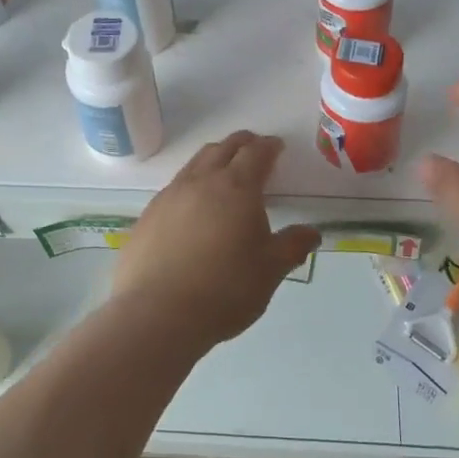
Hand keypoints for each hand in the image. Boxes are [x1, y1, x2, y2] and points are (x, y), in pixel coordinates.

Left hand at [113, 132, 320, 344]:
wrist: (158, 313)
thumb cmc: (225, 289)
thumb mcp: (270, 271)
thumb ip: (292, 246)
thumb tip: (311, 233)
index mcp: (237, 188)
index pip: (255, 153)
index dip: (268, 146)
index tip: (276, 146)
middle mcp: (201, 182)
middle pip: (222, 149)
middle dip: (240, 144)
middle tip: (253, 148)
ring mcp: (169, 197)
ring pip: (194, 164)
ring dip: (212, 160)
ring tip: (222, 172)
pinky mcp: (147, 216)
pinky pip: (173, 189)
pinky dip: (189, 186)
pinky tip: (192, 208)